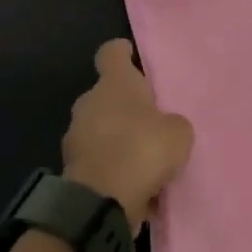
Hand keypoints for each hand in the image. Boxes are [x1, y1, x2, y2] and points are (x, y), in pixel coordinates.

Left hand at [63, 40, 193, 232]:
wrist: (102, 200)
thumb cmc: (142, 149)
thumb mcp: (178, 133)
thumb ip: (172, 123)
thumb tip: (164, 128)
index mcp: (113, 83)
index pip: (111, 53)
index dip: (122, 52)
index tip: (131, 55)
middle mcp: (89, 102)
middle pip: (107, 95)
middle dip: (125, 106)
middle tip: (151, 121)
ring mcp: (76, 135)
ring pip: (101, 130)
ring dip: (119, 140)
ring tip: (146, 161)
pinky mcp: (73, 168)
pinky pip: (99, 161)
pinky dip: (113, 169)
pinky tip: (136, 187)